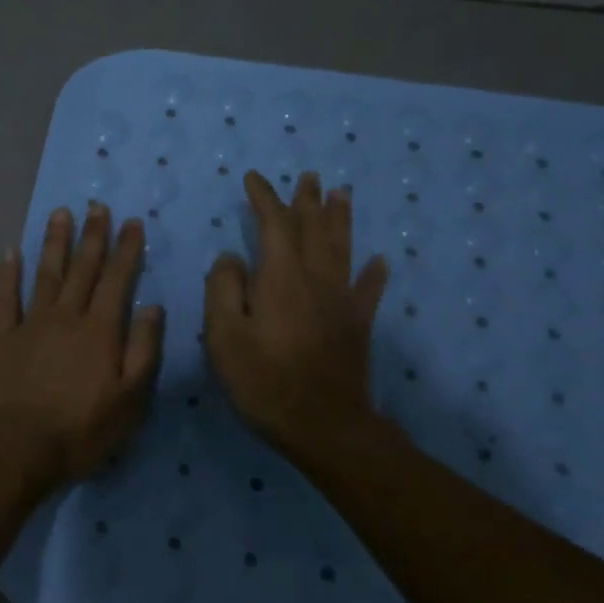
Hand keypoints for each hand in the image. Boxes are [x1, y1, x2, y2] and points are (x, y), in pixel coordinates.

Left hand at [0, 202, 164, 487]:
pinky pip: (5, 298)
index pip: (118, 280)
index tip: (132, 222)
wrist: (17, 446)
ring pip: (46, 274)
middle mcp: (66, 317)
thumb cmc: (81, 429)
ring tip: (61, 213)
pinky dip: (7, 274)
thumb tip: (153, 307)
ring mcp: (31, 324)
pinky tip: (10, 252)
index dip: (126, 250)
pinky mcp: (2, 338)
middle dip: (93, 236)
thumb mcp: (130, 399)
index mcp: (100, 331)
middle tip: (98, 206)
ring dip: (54, 242)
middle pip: (82, 269)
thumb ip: (143, 350)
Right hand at [203, 171, 392, 454]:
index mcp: (280, 277)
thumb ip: (223, 289)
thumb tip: (232, 258)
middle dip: (307, 201)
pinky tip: (381, 261)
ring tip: (342, 194)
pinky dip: (374, 274)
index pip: (273, 225)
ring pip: (342, 249)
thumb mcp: (224, 336)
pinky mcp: (357, 326)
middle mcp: (315, 279)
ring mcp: (341, 302)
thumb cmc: (264, 381)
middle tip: (309, 177)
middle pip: (313, 229)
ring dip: (340, 219)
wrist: (323, 425)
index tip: (253, 178)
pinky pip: (368, 291)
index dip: (264, 198)